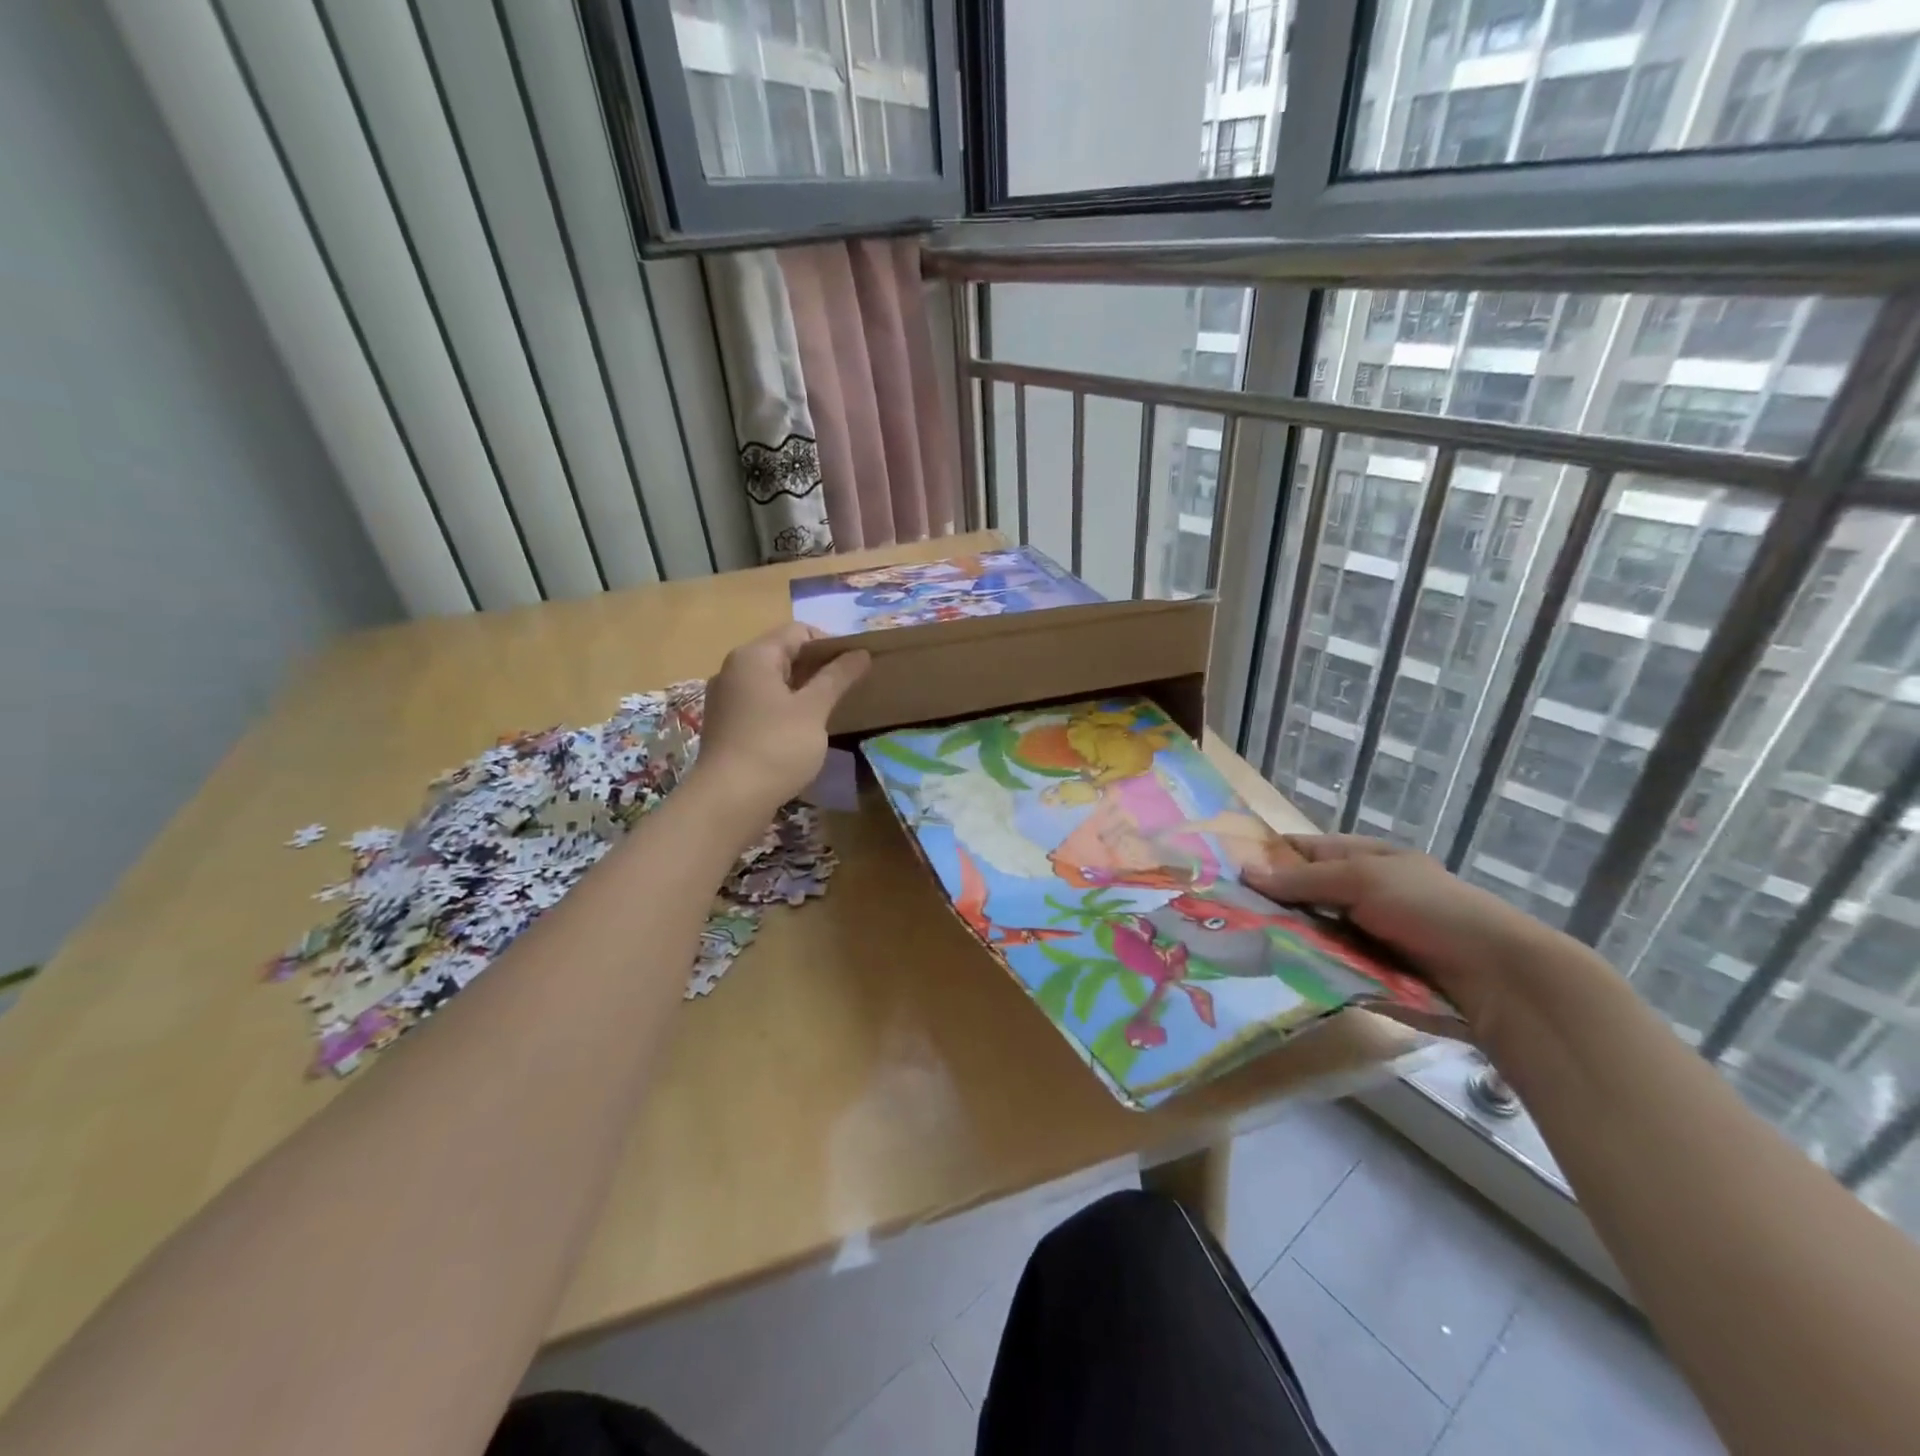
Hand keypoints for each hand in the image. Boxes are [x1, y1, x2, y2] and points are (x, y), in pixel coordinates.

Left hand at [692, 623, 869, 820]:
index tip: (855, 669)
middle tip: (847, 689)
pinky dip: (784, 708)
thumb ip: (837, 677)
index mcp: (754, 656)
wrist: (729, 799)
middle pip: (783, 653)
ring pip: (772, 681)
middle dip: (817, 667)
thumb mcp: (814, 709)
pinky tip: (801, 731)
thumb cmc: (776, 746)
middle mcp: (734, 669)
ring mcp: (726, 698)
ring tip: (828, 710)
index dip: (831, 645)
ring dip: (802, 689)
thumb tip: (861, 652)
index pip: (799, 631)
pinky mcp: (725, 724)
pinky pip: (760, 704)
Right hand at [1243, 834, 1608, 1040]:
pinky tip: (1268, 969)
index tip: (1224, 869)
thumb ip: (1303, 879)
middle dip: (1268, 902)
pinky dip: (1302, 966)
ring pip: (1309, 932)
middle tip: (1219, 911)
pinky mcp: (1368, 974)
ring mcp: (1364, 937)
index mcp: (1366, 860)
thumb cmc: (1431, 910)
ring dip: (1281, 936)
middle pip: (1303, 894)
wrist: (1496, 981)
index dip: (1268, 856)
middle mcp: (1362, 894)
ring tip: (1232, 941)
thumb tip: (1245, 872)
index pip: (1305, 850)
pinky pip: (1325, 965)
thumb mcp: (1363, 880)